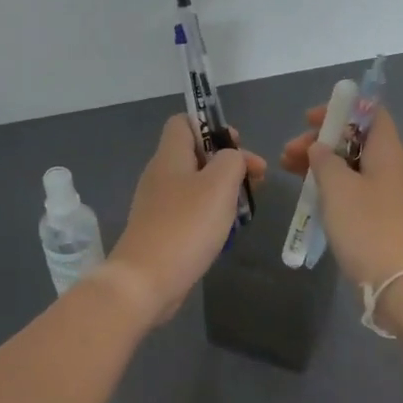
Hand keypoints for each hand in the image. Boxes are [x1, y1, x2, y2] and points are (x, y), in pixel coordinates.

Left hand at [106, 116, 267, 325]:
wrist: (146, 281)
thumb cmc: (186, 226)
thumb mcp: (219, 184)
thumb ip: (232, 160)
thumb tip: (232, 158)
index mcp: (169, 156)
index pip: (184, 122)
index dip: (212, 126)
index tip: (237, 146)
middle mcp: (160, 175)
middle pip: (196, 155)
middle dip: (228, 163)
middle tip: (256, 180)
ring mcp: (158, 205)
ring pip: (196, 186)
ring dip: (223, 191)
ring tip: (246, 207)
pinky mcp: (162, 231)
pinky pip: (191, 212)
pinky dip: (211, 216)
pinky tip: (226, 232)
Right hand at [281, 106, 402, 298]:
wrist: (399, 282)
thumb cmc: (367, 226)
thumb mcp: (338, 187)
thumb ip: (325, 160)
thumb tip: (320, 148)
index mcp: (387, 152)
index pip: (371, 113)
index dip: (341, 109)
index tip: (310, 121)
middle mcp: (390, 168)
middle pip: (355, 141)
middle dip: (320, 142)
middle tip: (288, 154)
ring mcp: (386, 195)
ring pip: (350, 167)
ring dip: (320, 165)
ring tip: (287, 171)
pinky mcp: (379, 219)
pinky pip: (352, 191)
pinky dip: (330, 187)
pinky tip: (309, 196)